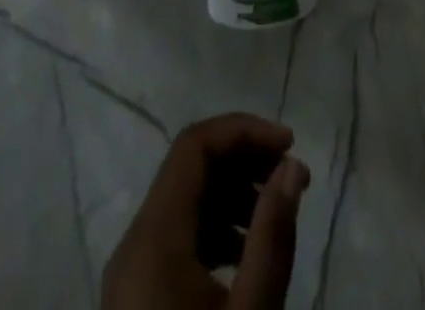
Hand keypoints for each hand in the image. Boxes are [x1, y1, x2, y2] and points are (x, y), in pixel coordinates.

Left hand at [101, 114, 310, 309]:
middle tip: (292, 176)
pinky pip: (177, 235)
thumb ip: (273, 235)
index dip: (245, 130)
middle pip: (189, 168)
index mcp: (153, 237)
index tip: (291, 146)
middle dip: (244, 160)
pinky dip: (215, 226)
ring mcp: (131, 273)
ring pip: (184, 200)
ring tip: (276, 214)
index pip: (195, 145)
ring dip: (233, 192)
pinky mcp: (136, 298)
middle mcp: (134, 243)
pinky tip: (245, 254)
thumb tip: (293, 166)